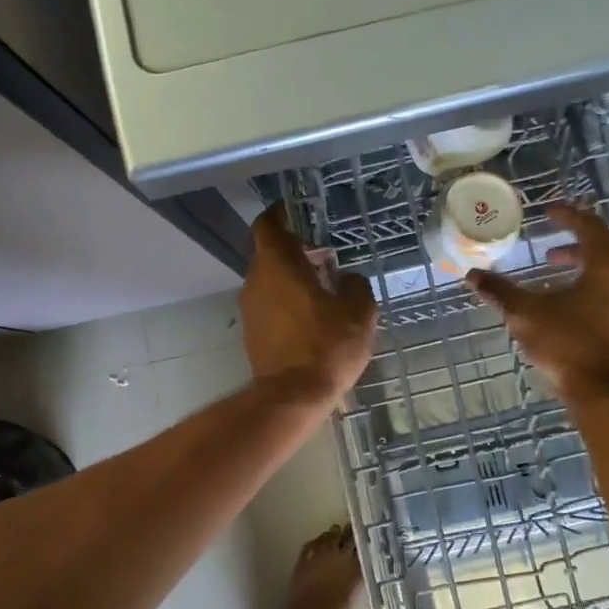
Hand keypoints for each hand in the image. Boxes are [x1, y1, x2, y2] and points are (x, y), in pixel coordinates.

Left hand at [242, 204, 377, 407]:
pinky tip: (312, 316)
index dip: (280, 215)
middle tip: (324, 256)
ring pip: (269, 280)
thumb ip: (354, 285)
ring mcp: (250, 308)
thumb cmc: (327, 345)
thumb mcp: (358, 311)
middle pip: (269, 253)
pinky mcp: (252, 332)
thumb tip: (346, 279)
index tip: (297, 212)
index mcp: (278, 264)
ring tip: (323, 289)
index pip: (268, 225)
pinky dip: (287, 301)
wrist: (293, 396)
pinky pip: (269, 304)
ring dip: (291, 277)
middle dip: (295, 250)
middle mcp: (256, 281)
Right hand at [465, 202, 608, 406]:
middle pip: (604, 250)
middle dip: (574, 245)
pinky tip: (567, 309)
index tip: (548, 213)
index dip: (568, 216)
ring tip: (554, 278)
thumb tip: (472, 275)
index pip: (591, 228)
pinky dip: (590, 290)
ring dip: (582, 269)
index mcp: (607, 268)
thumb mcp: (526, 314)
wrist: (603, 396)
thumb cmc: (566, 345)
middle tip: (548, 250)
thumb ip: (500, 291)